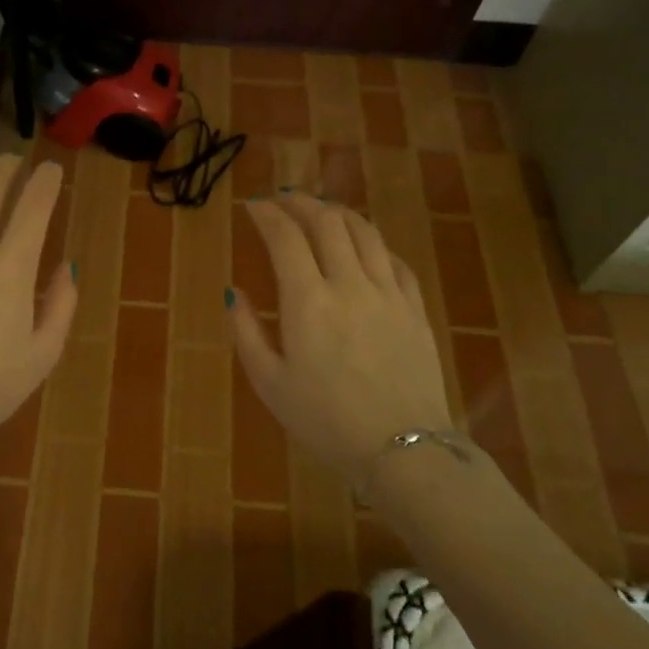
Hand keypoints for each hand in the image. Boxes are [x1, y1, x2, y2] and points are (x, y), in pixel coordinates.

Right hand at [228, 193, 452, 487]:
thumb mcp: (269, 383)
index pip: (285, 237)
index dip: (267, 214)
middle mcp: (350, 284)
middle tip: (283, 198)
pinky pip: (395, 261)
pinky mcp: (416, 309)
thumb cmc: (325, 421)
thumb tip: (233, 292)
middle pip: (328, 222)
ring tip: (322, 210)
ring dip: (339, 213)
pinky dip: (374, 244)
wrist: (404, 449)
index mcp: (308, 301)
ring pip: (365, 233)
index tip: (252, 205)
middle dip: (301, 201)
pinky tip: (365, 248)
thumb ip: (246, 332)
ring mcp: (389, 294)